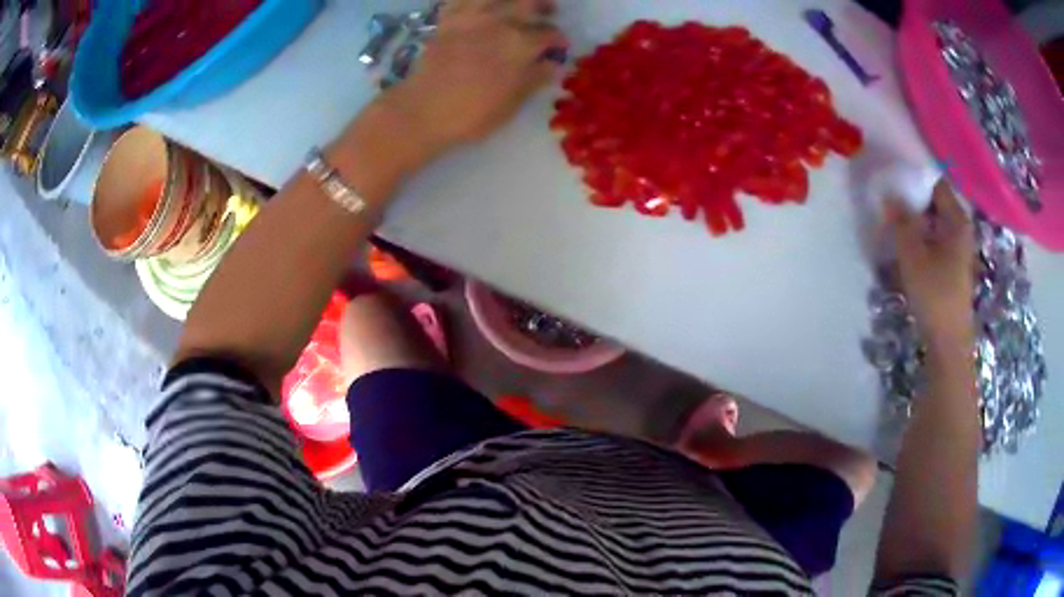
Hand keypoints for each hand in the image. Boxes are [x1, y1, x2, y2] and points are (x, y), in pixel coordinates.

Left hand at [382, 0, 566, 154]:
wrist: (423, 110)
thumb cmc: (472, 113)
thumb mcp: (512, 102)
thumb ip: (534, 78)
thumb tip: (552, 64)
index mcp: (521, 45)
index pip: (549, 34)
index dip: (558, 39)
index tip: (559, 46)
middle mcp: (499, 22)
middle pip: (528, 4)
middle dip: (543, 6)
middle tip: (548, 11)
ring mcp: (471, 17)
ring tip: (519, 3)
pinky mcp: (448, 19)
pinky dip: (476, 0)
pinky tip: (484, 5)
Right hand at [885, 179, 975, 352]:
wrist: (948, 342)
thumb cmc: (934, 294)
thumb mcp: (912, 254)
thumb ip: (900, 220)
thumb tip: (888, 192)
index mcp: (956, 219)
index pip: (934, 182)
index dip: (913, 174)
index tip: (891, 170)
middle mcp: (959, 228)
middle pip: (933, 201)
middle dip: (911, 197)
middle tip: (887, 193)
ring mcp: (956, 248)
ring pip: (932, 221)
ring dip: (913, 218)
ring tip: (891, 217)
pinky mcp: (950, 265)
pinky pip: (933, 238)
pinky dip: (919, 236)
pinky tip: (903, 243)